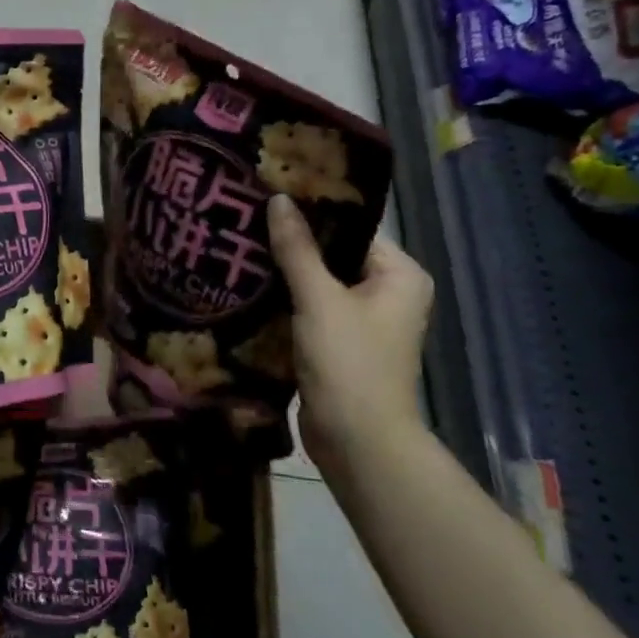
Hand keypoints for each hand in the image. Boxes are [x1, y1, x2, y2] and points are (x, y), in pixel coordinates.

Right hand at [267, 194, 432, 472]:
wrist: (357, 443)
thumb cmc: (349, 363)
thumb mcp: (319, 299)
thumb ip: (297, 248)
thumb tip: (278, 198)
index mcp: (399, 275)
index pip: (351, 228)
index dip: (312, 211)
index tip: (269, 195)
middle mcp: (387, 292)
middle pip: (333, 254)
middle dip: (292, 242)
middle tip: (246, 217)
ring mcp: (362, 321)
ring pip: (317, 282)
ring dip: (283, 271)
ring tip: (239, 244)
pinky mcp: (338, 343)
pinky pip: (309, 308)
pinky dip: (284, 299)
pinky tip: (247, 284)